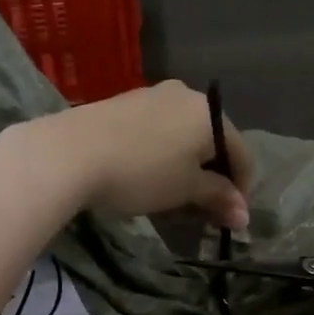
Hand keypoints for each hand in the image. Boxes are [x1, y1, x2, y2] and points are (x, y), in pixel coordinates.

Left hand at [20, 81, 253, 228]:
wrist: (70, 152)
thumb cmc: (141, 172)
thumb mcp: (185, 190)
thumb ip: (218, 198)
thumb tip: (244, 214)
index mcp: (210, 113)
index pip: (241, 153)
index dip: (240, 190)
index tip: (230, 219)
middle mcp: (185, 95)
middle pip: (212, 141)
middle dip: (212, 178)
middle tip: (202, 211)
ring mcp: (152, 95)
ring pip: (182, 135)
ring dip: (186, 167)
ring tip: (172, 197)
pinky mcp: (123, 103)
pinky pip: (156, 131)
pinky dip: (161, 154)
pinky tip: (146, 175)